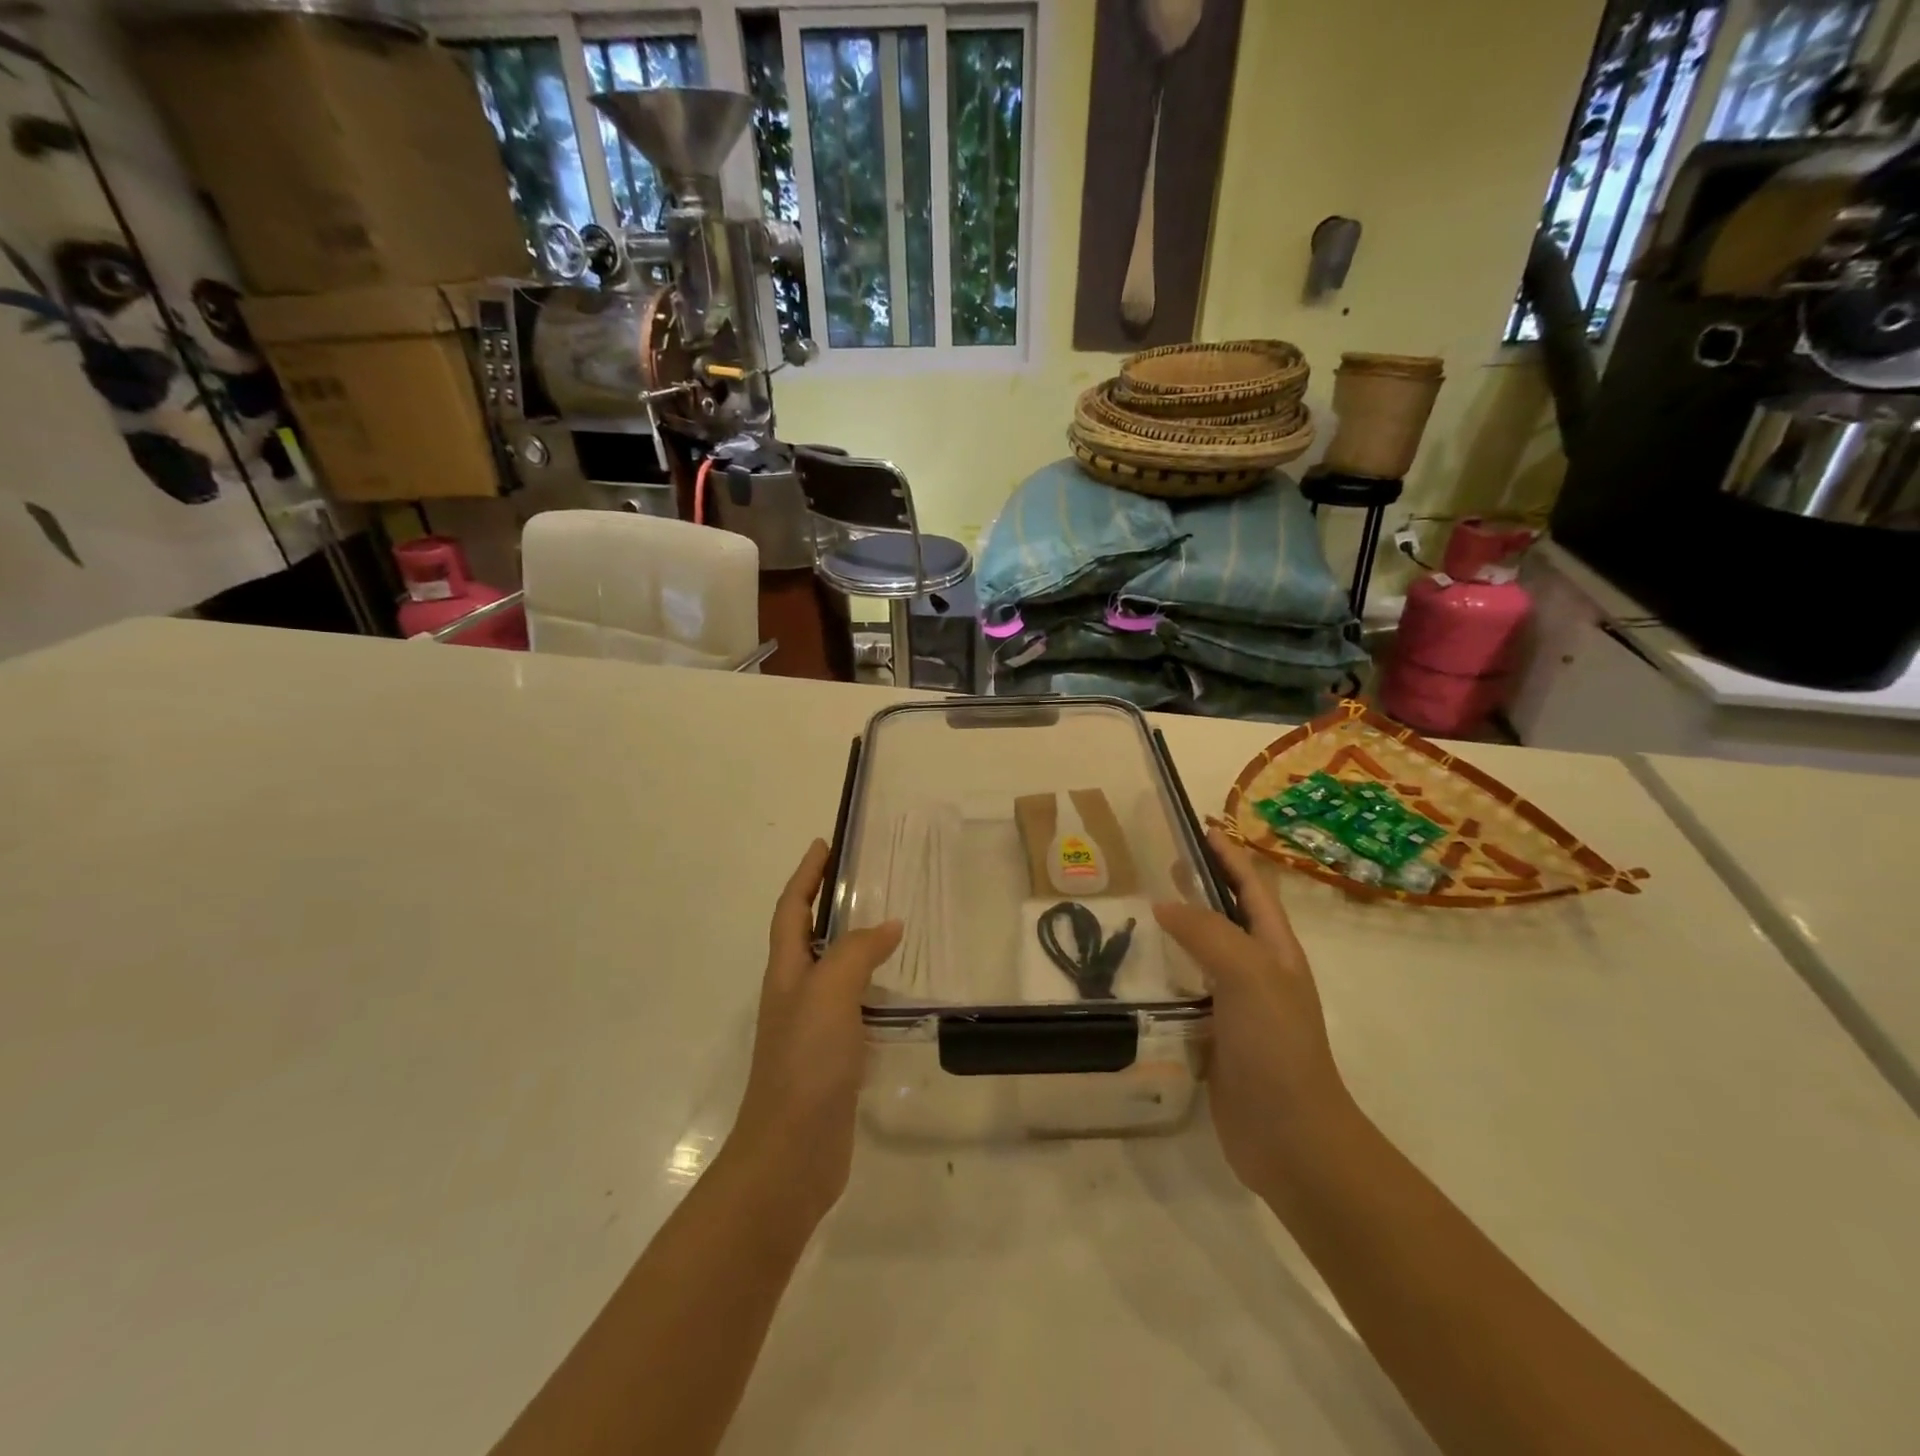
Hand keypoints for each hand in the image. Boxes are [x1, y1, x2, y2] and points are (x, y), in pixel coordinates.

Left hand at [724, 839, 902, 1225]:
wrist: (791, 1154)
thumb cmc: (805, 1063)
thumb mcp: (829, 994)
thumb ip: (856, 953)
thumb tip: (889, 926)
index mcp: (786, 972)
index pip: (791, 910)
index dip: (806, 876)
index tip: (823, 845)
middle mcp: (795, 993)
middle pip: (808, 936)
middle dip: (827, 903)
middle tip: (863, 880)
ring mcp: (812, 1027)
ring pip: (833, 971)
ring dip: (853, 944)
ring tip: (889, 927)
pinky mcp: (833, 1056)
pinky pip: (853, 1006)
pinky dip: (871, 987)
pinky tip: (896, 992)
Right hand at [1154, 829, 1352, 1199]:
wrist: (1291, 1138)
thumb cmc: (1277, 1047)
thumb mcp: (1248, 975)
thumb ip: (1207, 933)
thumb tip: (1165, 905)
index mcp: (1274, 949)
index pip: (1251, 887)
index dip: (1227, 854)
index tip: (1194, 826)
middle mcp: (1257, 971)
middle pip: (1226, 915)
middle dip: (1197, 886)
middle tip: (1155, 864)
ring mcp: (1236, 1006)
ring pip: (1202, 955)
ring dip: (1175, 931)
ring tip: (1134, 912)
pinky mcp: (1213, 1037)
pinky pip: (1184, 993)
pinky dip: (1162, 977)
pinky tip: (1134, 974)